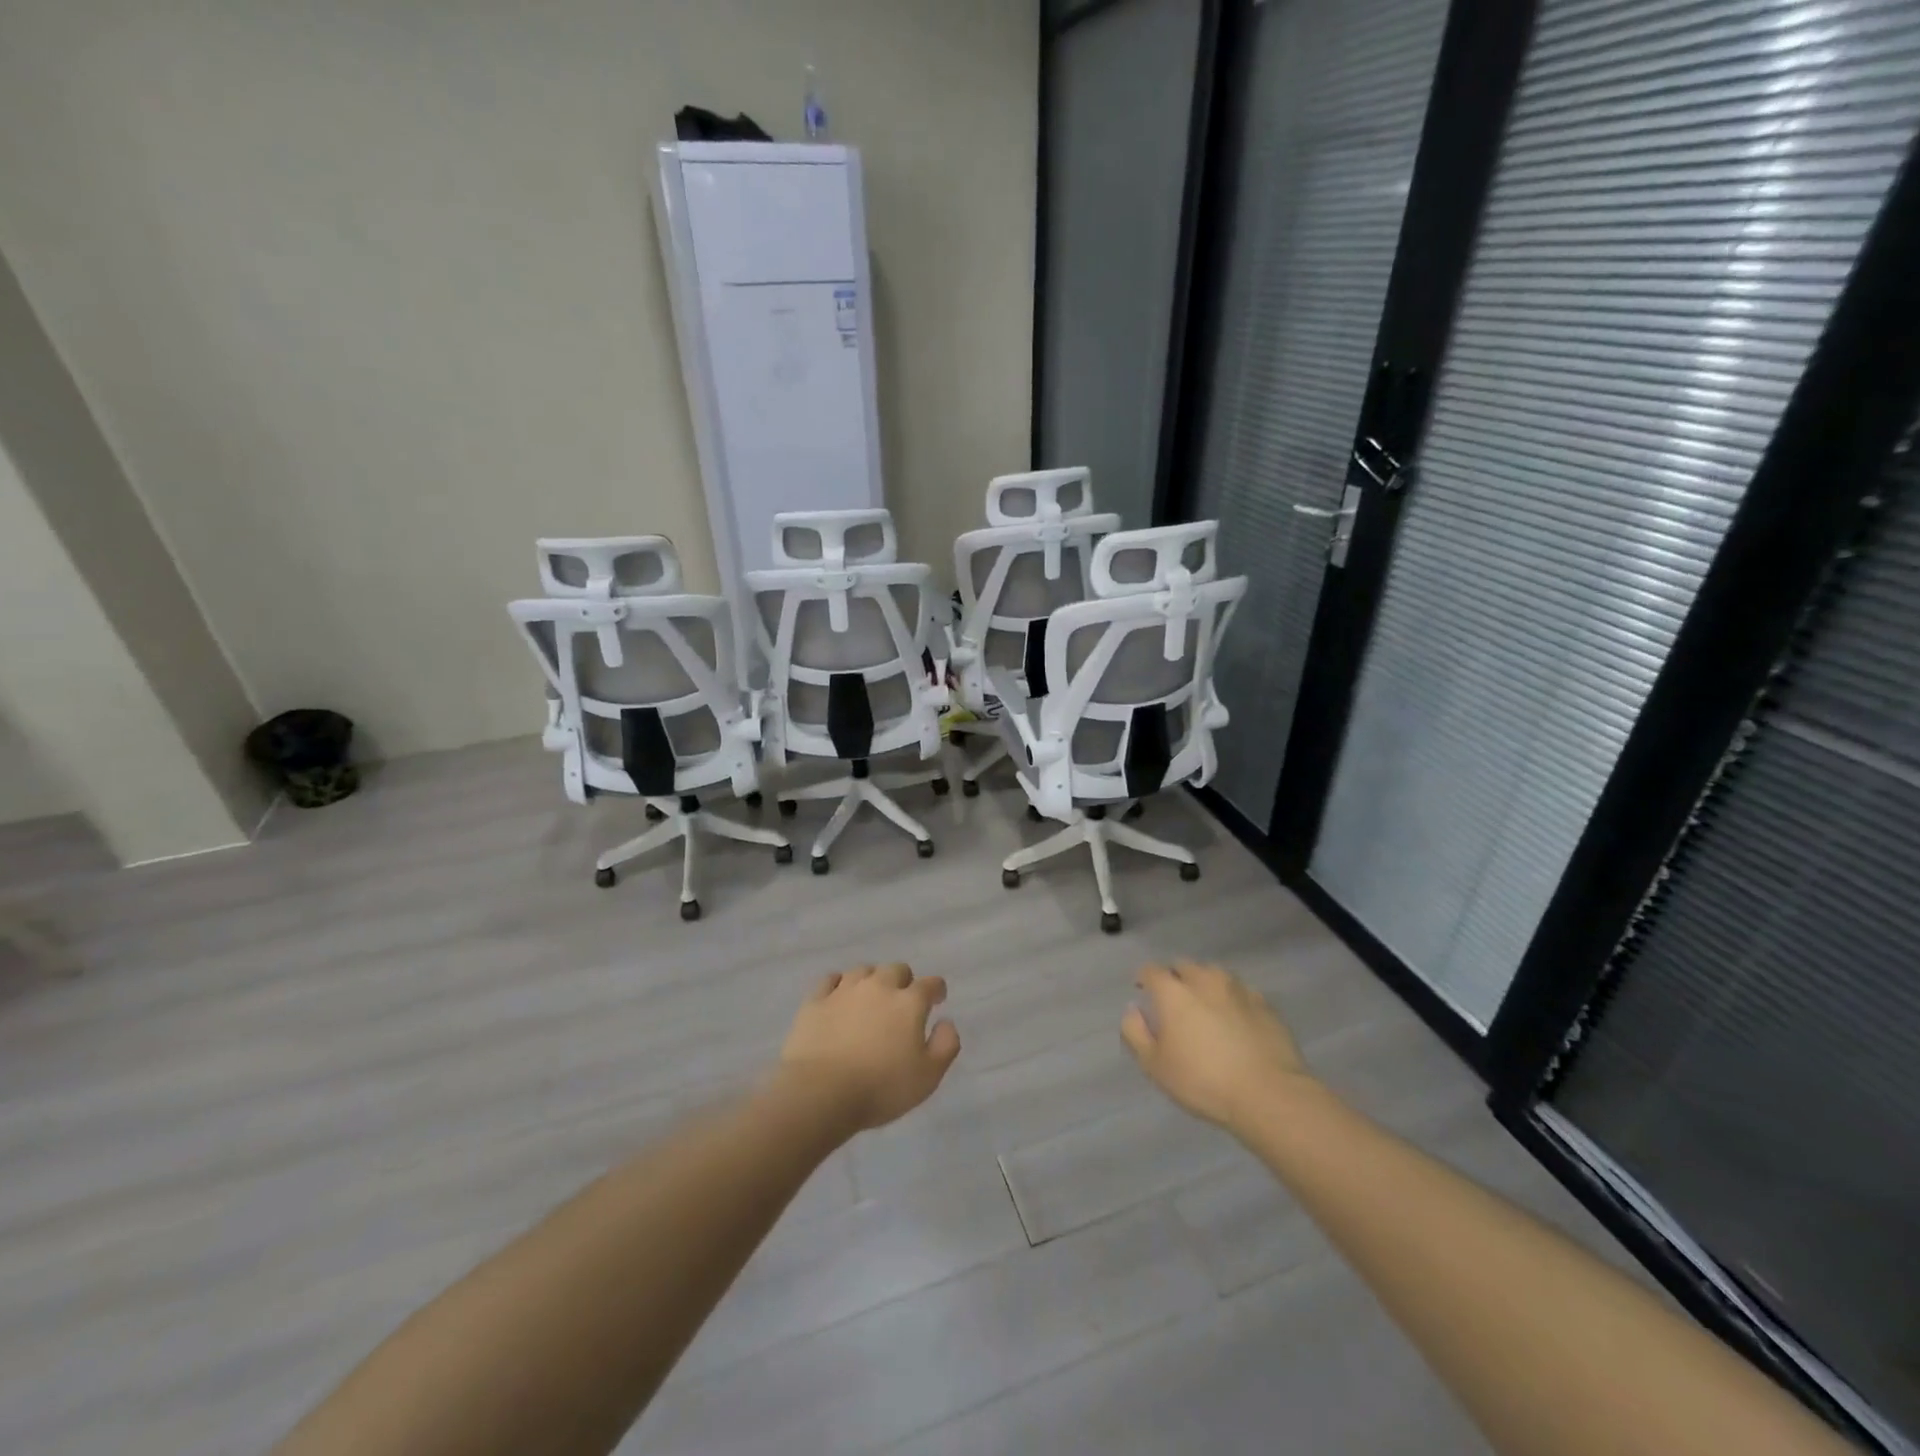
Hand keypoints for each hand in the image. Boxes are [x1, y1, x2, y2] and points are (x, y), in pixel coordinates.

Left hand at [778, 964, 961, 1133]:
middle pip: (896, 969)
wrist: (821, 1092)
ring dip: (872, 980)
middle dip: (904, 981)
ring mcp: (844, 990)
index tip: (937, 999)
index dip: (937, 989)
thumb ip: (946, 1045)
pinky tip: (839, 996)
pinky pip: (830, 980)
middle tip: (902, 1001)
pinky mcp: (816, 1000)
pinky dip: (839, 984)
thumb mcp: (928, 1076)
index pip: (930, 984)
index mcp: (909, 1002)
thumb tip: (946, 1022)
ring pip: (863, 970)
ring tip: (871, 998)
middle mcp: (878, 986)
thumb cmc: (881, 1087)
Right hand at [1121, 960, 1312, 1130]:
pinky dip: (1232, 999)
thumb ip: (1135, 1032)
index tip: (1142, 990)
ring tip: (1205, 1005)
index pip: (1151, 970)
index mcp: (1174, 991)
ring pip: (1214, 974)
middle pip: (1184, 966)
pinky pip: (1240, 992)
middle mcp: (1205, 979)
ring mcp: (1238, 989)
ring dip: (1204, 983)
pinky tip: (1235, 1018)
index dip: (1144, 978)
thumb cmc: (1203, 1081)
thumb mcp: (1155, 1065)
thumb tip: (1132, 1010)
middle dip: (1175, 977)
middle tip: (1174, 1000)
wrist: (1268, 1094)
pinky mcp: (1265, 1004)